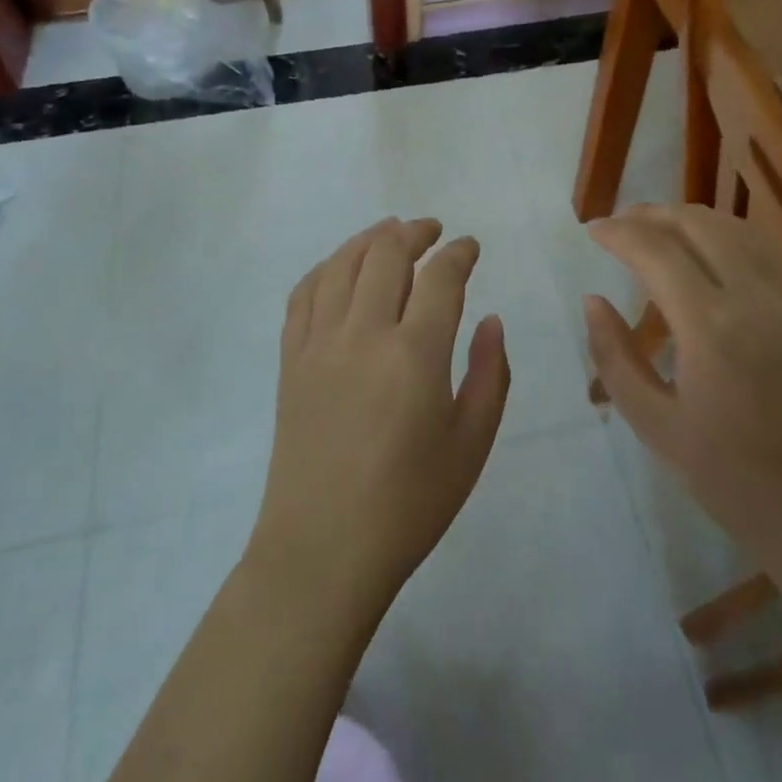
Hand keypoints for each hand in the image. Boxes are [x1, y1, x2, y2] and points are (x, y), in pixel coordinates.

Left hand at [247, 218, 510, 627]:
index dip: (459, 253)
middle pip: (386, 254)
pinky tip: (340, 268)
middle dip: (415, 232)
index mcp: (414, 355)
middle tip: (433, 231)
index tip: (470, 246)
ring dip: (370, 239)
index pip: (440, 277)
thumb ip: (489, 375)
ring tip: (391, 232)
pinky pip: (303, 294)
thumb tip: (491, 320)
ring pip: (342, 264)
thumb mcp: (471, 445)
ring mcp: (318, 343)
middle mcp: (362, 334)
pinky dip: (326, 268)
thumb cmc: (409, 504)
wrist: (322, 551)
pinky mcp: (290, 360)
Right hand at [584, 205, 781, 575]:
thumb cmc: (729, 479)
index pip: (656, 252)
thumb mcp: (654, 424)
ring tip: (656, 227)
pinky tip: (708, 249)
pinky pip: (763, 250)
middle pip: (698, 225)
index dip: (619, 232)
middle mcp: (753, 299)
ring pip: (735, 228)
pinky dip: (726, 233)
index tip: (591, 229)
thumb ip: (615, 356)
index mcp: (710, 328)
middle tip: (618, 224)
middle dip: (651, 214)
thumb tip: (592, 300)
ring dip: (690, 218)